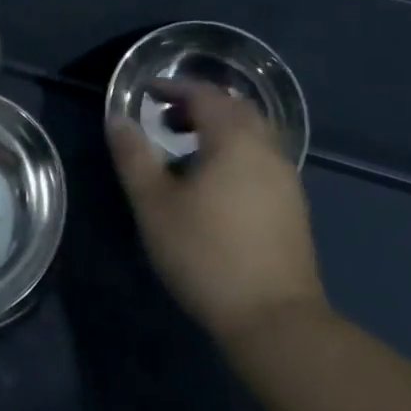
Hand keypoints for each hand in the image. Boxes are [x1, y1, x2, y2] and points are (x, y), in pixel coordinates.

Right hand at [108, 82, 325, 344]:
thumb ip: (134, 156)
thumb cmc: (207, 254)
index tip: (147, 93)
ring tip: (186, 151)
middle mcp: (265, 148)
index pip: (204, 94)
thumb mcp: (155, 204)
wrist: (276, 322)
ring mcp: (285, 178)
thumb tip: (118, 119)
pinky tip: (215, 184)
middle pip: (233, 108)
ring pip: (251, 134)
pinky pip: (261, 159)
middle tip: (166, 119)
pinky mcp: (293, 207)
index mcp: (233, 138)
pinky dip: (235, 153)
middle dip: (198, 105)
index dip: (174, 88)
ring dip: (219, 130)